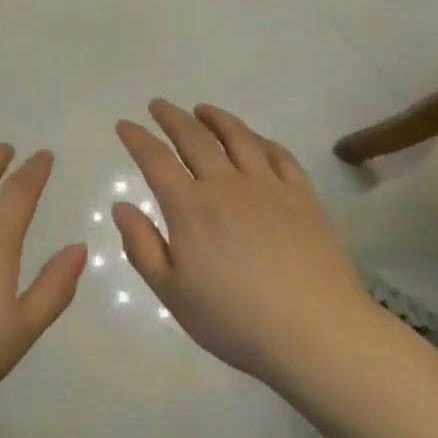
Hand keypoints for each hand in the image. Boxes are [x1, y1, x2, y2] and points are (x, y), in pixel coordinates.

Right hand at [114, 100, 377, 389]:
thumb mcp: (172, 293)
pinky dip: (262, 141)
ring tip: (203, 109)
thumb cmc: (234, 320)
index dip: (137, 138)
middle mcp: (226, 185)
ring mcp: (268, 187)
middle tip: (159, 105)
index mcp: (190, 208)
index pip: (155, 159)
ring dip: (216, 118)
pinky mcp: (303, 197)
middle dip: (172, 117)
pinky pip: (280, 156)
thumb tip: (122, 206)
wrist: (315, 332)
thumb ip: (142, 246)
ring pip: (239, 137)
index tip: (125, 124)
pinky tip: (257, 141)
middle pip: (195, 138)